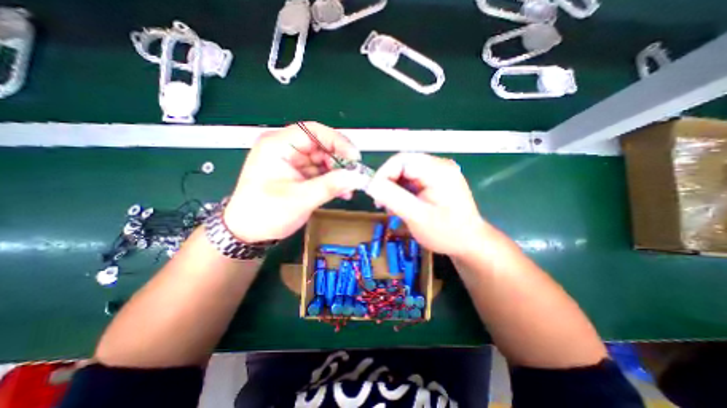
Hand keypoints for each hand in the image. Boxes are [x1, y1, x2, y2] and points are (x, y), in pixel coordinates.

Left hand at [223, 122, 368, 241]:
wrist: (247, 232)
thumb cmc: (266, 213)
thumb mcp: (300, 199)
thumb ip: (331, 186)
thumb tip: (358, 177)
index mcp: (278, 145)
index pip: (313, 131)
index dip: (338, 142)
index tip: (355, 158)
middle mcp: (286, 148)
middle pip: (321, 145)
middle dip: (340, 161)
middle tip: (354, 176)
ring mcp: (293, 161)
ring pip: (324, 159)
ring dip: (339, 173)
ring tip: (349, 188)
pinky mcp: (299, 173)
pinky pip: (321, 171)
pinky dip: (333, 180)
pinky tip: (342, 192)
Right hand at [366, 152, 490, 255]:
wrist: (470, 242)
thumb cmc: (446, 233)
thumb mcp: (417, 217)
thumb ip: (393, 198)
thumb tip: (370, 184)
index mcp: (438, 170)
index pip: (401, 160)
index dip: (383, 174)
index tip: (374, 193)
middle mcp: (439, 165)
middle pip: (403, 165)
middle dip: (388, 183)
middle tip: (381, 203)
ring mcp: (439, 172)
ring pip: (405, 173)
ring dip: (394, 188)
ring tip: (391, 208)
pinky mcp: (436, 180)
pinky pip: (412, 180)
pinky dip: (402, 191)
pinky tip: (401, 205)